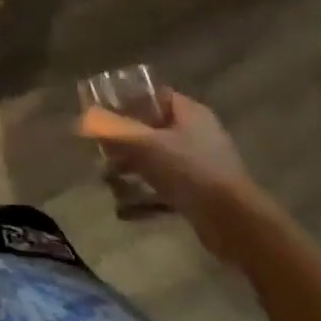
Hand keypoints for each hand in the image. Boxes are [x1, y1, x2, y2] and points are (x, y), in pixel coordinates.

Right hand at [78, 91, 269, 260]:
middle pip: (151, 127)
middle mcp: (196, 133)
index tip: (101, 110)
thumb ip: (113, 130)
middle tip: (99, 148)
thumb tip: (83, 119)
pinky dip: (145, 194)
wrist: (237, 225)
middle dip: (123, 138)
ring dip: (131, 167)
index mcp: (189, 112)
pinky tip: (124, 209)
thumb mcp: (146, 145)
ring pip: (156, 158)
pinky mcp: (201, 194)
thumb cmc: (192, 172)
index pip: (152, 95)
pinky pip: (165, 186)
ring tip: (107, 178)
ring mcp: (200, 165)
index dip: (125, 99)